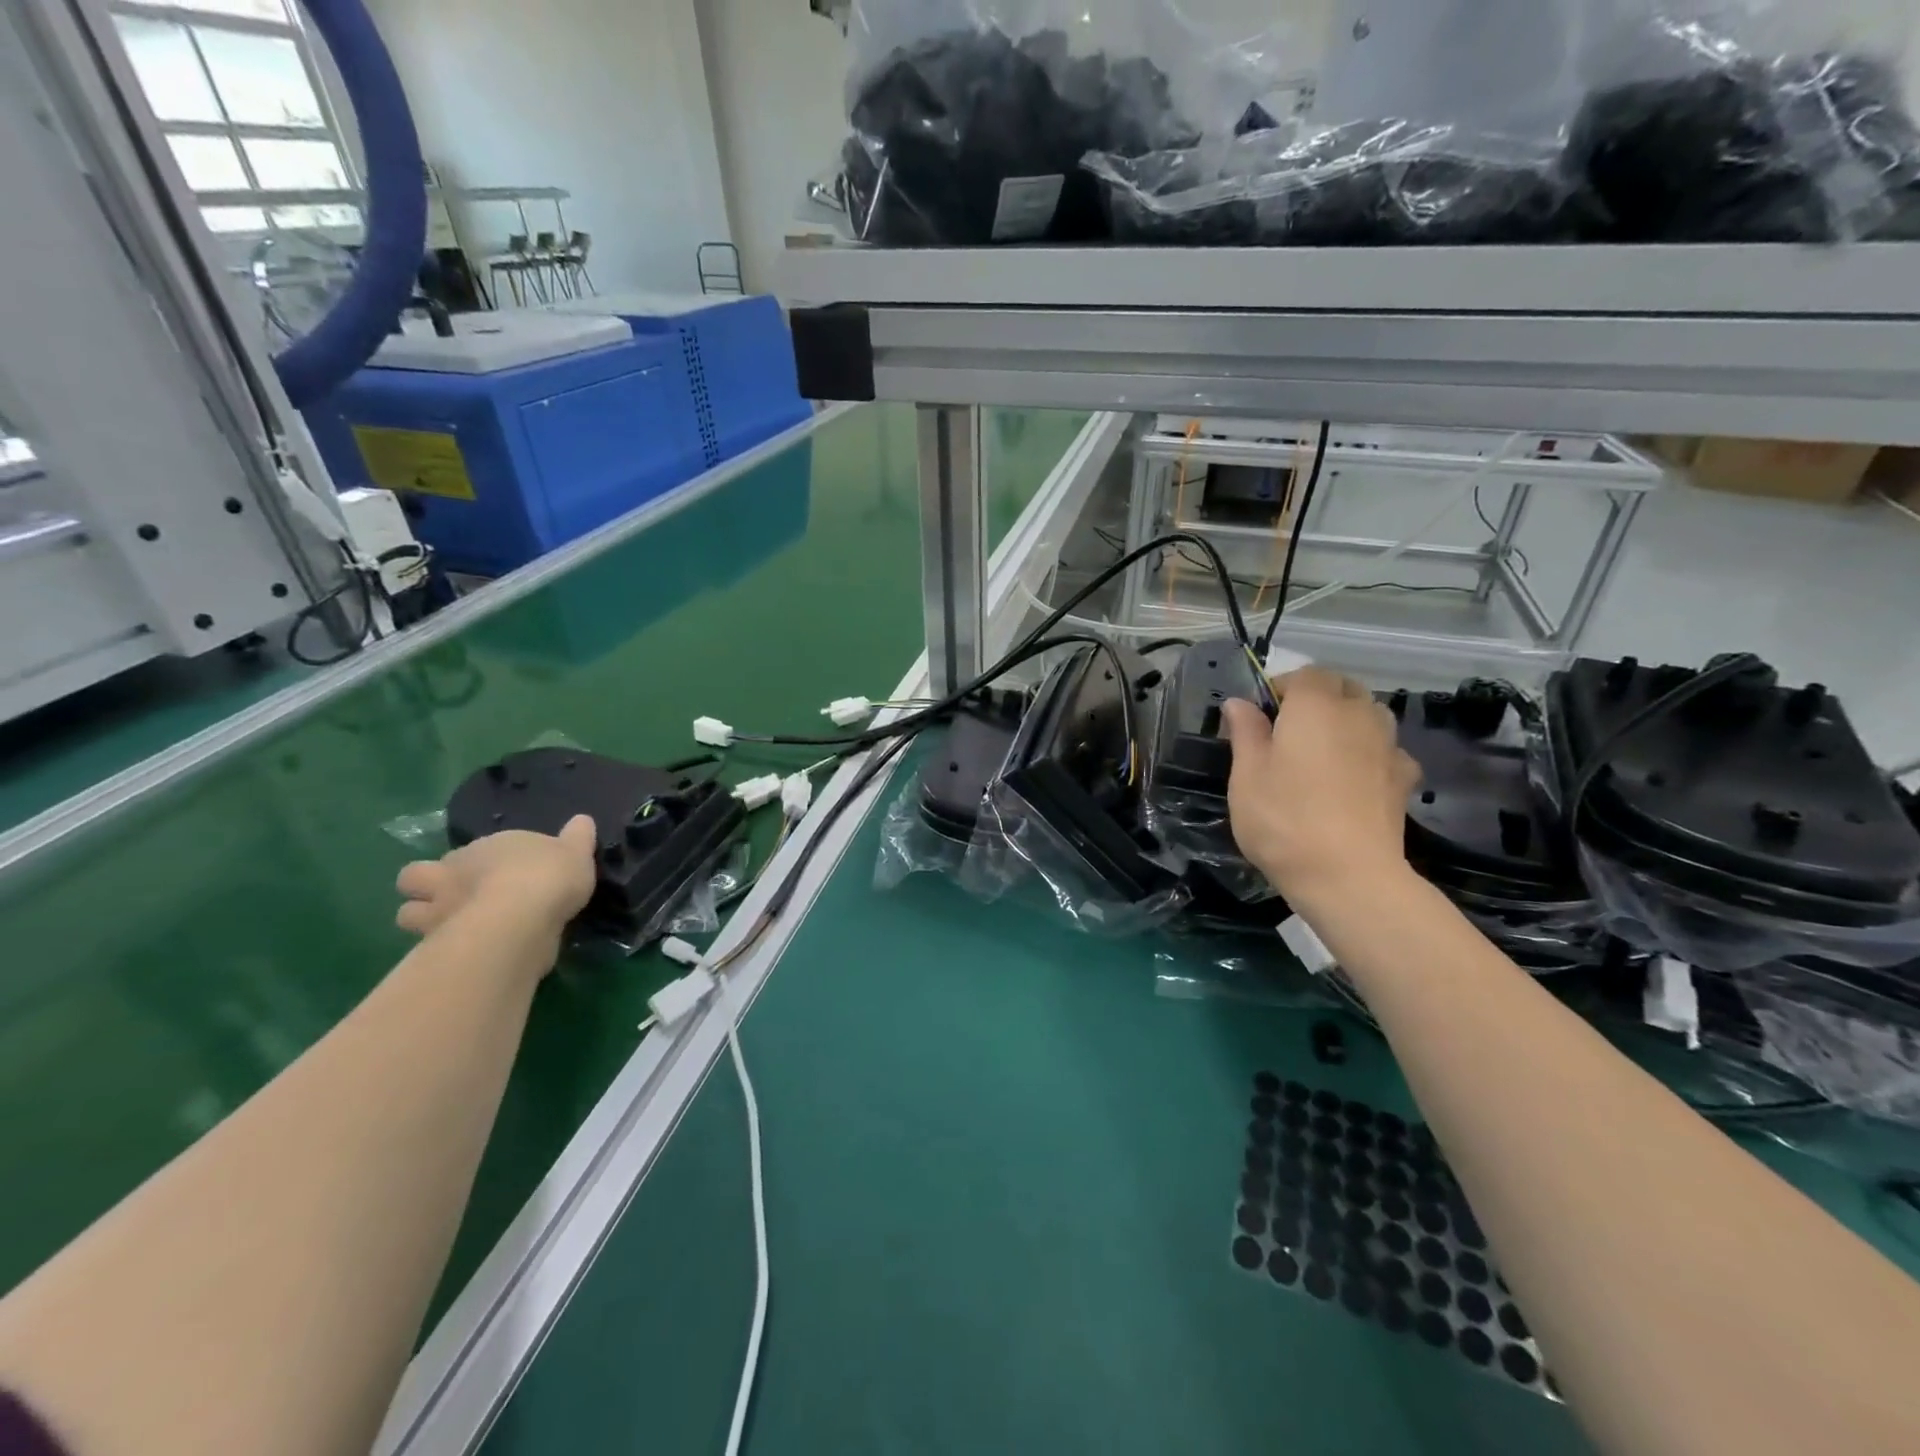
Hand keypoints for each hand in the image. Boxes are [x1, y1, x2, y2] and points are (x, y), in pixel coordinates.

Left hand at [395, 816, 598, 950]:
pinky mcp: (437, 946)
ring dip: (424, 919)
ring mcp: (438, 912)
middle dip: (427, 887)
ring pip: (407, 913)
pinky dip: (439, 948)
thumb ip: (577, 837)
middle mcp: (450, 875)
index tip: (501, 874)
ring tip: (450, 928)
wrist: (521, 920)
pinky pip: (427, 946)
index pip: (466, 852)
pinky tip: (463, 953)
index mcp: (481, 849)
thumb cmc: (546, 877)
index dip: (477, 862)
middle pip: (414, 877)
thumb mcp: (576, 852)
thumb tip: (582, 820)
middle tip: (453, 898)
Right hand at [1221, 667, 1420, 909]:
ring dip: (1348, 722)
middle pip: (1343, 688)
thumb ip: (1246, 732)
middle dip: (1318, 699)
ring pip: (1370, 715)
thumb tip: (1241, 703)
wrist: (1348, 875)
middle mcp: (1358, 714)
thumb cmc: (1283, 819)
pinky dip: (1370, 754)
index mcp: (1314, 706)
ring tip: (1323, 754)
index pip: (1304, 674)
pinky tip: (1354, 781)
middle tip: (1289, 733)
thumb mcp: (1246, 775)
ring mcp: (1388, 746)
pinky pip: (1386, 750)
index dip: (1282, 688)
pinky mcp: (1405, 778)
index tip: (1261, 716)